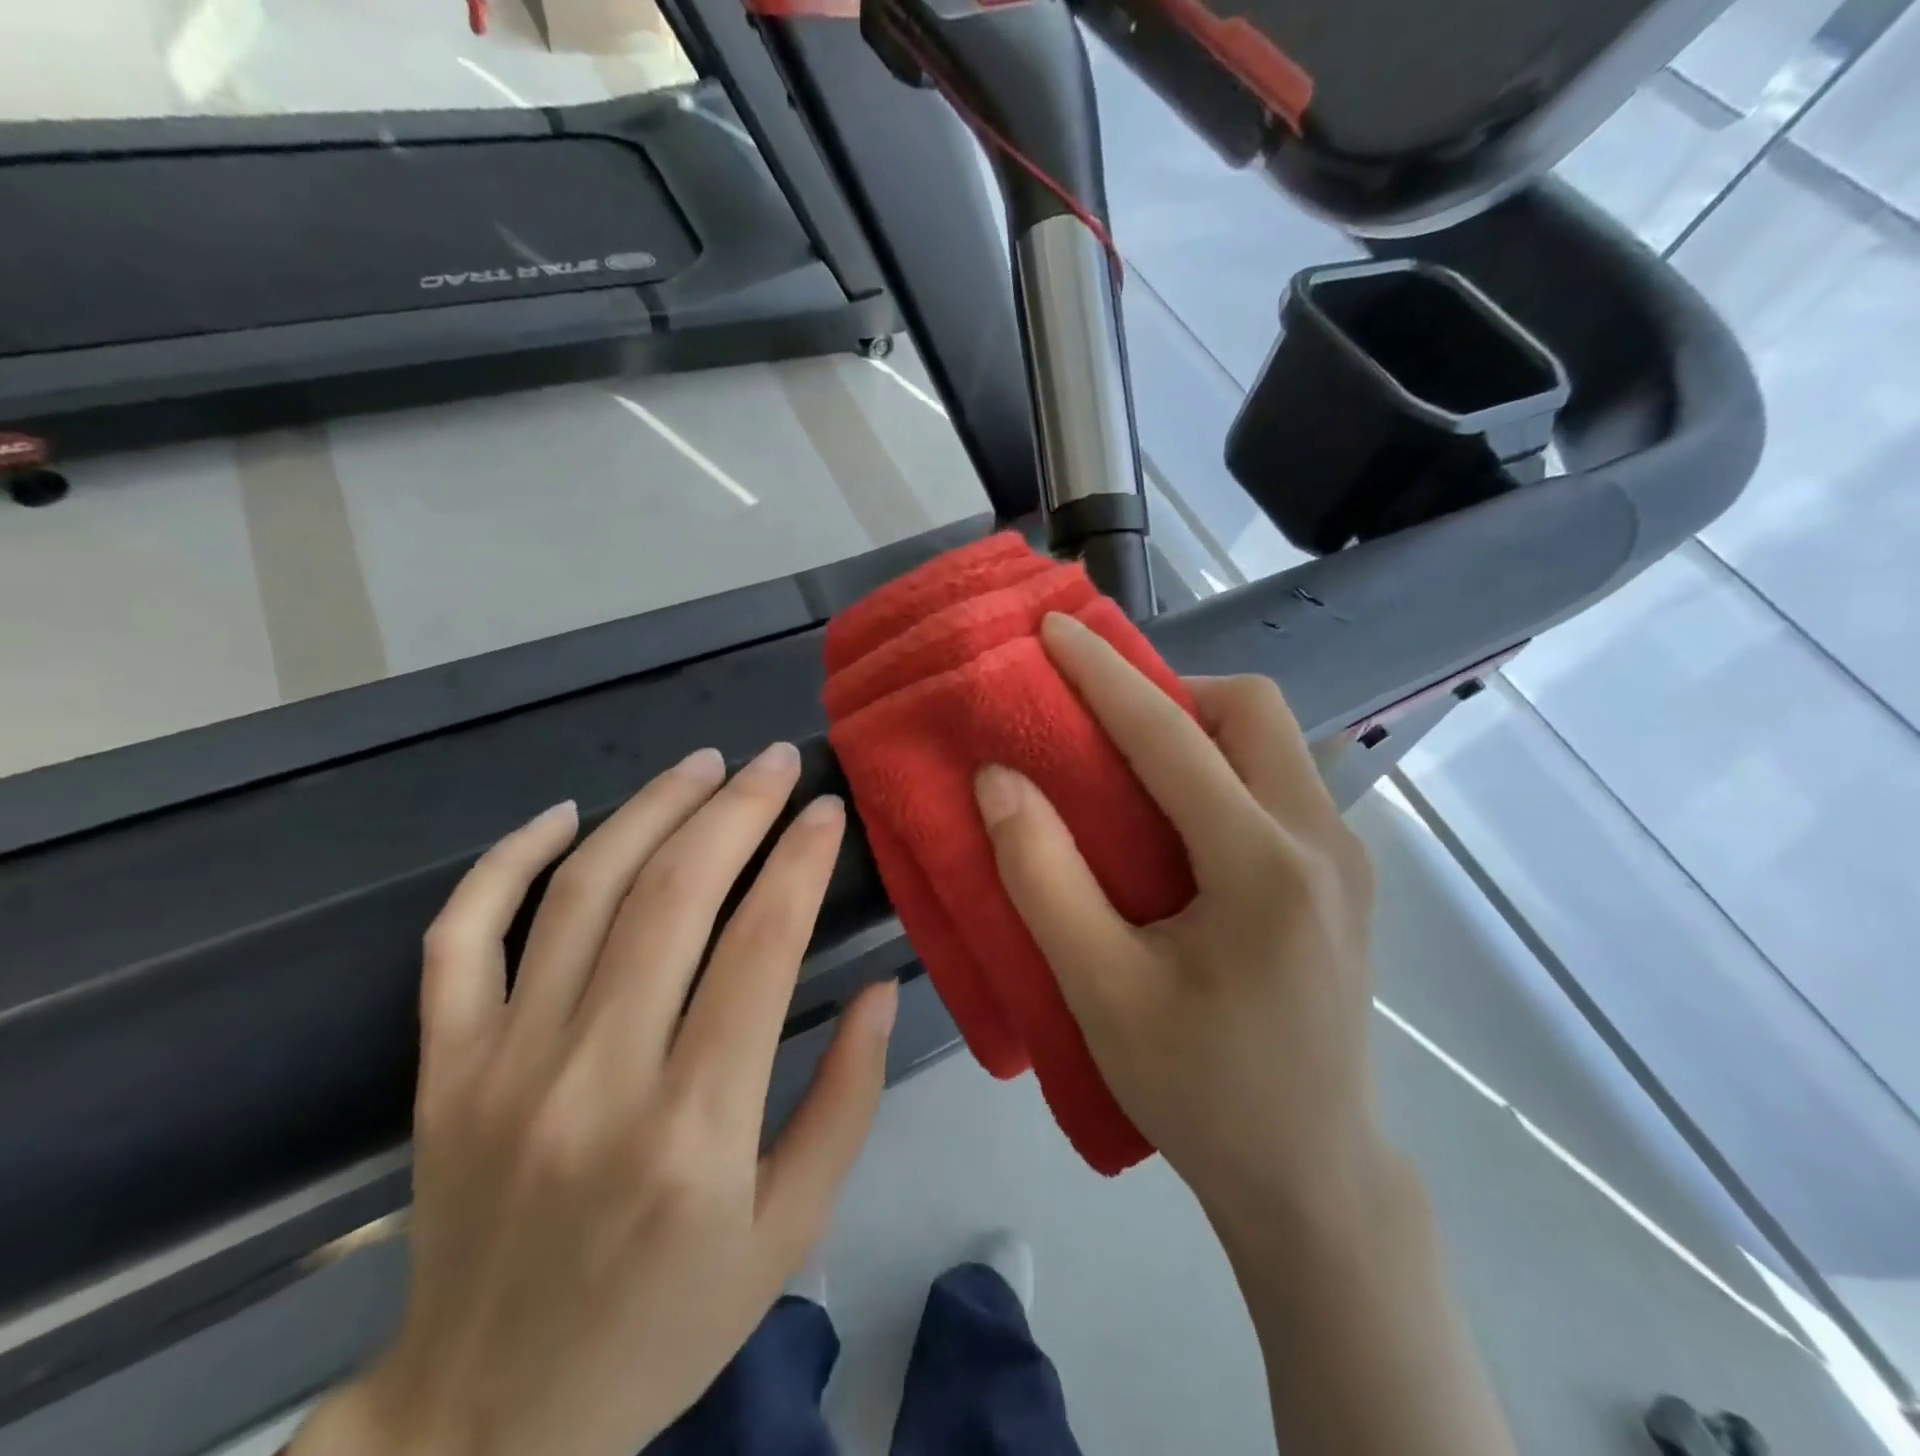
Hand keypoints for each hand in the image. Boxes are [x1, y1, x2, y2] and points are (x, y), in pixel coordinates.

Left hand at [295, 744, 897, 1455]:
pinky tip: (563, 814)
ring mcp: (504, 1066)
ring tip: (702, 763)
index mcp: (693, 1129)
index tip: (828, 809)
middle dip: (736, 809)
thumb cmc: (666, 1324)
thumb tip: (877, 985)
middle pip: (673, 897)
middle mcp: (594, 1078)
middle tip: (775, 761)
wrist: (487, 1420)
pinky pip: (463, 937)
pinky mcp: (443, 1069)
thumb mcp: (791, 1231)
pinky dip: (507, 861)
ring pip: (580, 893)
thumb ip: (846, 1099)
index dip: (800, 861)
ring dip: (649, 810)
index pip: (759, 948)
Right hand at [974, 613, 1385, 1246]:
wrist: (1313, 1179)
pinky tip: (1178, 822)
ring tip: (1129, 768)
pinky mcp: (1344, 880)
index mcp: (1264, 865)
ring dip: (1197, 729)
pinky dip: (1222, 768)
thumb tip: (999, 779)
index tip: (1054, 630)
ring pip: (1274, 743)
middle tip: (1100, 726)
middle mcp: (1322, 841)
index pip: (1171, 737)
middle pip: (1252, 712)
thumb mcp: (1100, 990)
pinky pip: (1281, 783)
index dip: (1103, 675)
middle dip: (1169, 692)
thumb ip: (1043, 876)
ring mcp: (1346, 859)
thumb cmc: (1200, 1091)